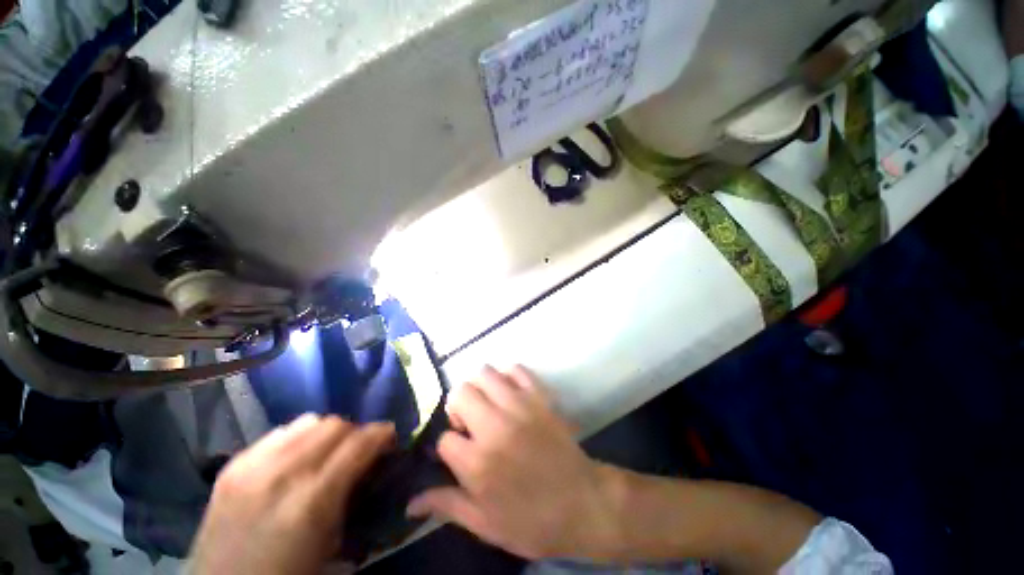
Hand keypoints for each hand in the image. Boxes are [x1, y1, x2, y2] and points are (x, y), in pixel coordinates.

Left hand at [189, 414, 394, 574]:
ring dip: (327, 432)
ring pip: (309, 421)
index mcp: (313, 498)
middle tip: (358, 449)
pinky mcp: (233, 465)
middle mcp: (284, 473)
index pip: (360, 442)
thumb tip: (369, 462)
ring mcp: (253, 465)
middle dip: (355, 432)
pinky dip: (298, 438)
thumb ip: (351, 492)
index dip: (382, 433)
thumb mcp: (332, 541)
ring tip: (326, 452)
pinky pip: (279, 433)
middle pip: (335, 424)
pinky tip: (295, 458)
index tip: (390, 438)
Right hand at [407, 366, 623, 559]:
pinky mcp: (540, 396)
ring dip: (480, 387)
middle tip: (470, 422)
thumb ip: (447, 505)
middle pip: (461, 393)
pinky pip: (517, 369)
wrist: (583, 503)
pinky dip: (508, 376)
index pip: (444, 438)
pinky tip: (510, 394)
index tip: (458, 452)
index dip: (448, 445)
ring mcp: (520, 406)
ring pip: (485, 373)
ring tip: (488, 404)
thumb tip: (410, 502)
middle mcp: (495, 426)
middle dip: (458, 407)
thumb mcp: (485, 524)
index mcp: (477, 463)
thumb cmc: (532, 521)